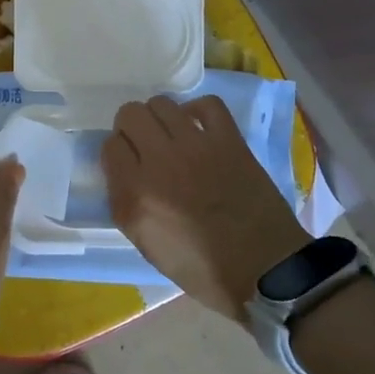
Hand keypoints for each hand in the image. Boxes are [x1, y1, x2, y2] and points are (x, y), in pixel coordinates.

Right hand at [103, 95, 308, 322]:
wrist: (264, 269)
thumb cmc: (201, 268)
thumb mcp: (145, 244)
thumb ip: (125, 202)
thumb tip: (123, 171)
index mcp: (135, 194)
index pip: (110, 145)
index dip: (117, 153)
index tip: (127, 164)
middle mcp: (160, 162)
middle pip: (130, 114)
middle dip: (131, 127)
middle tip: (144, 146)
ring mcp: (196, 146)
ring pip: (162, 103)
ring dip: (160, 117)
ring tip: (170, 136)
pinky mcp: (229, 140)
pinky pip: (207, 104)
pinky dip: (197, 110)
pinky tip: (197, 128)